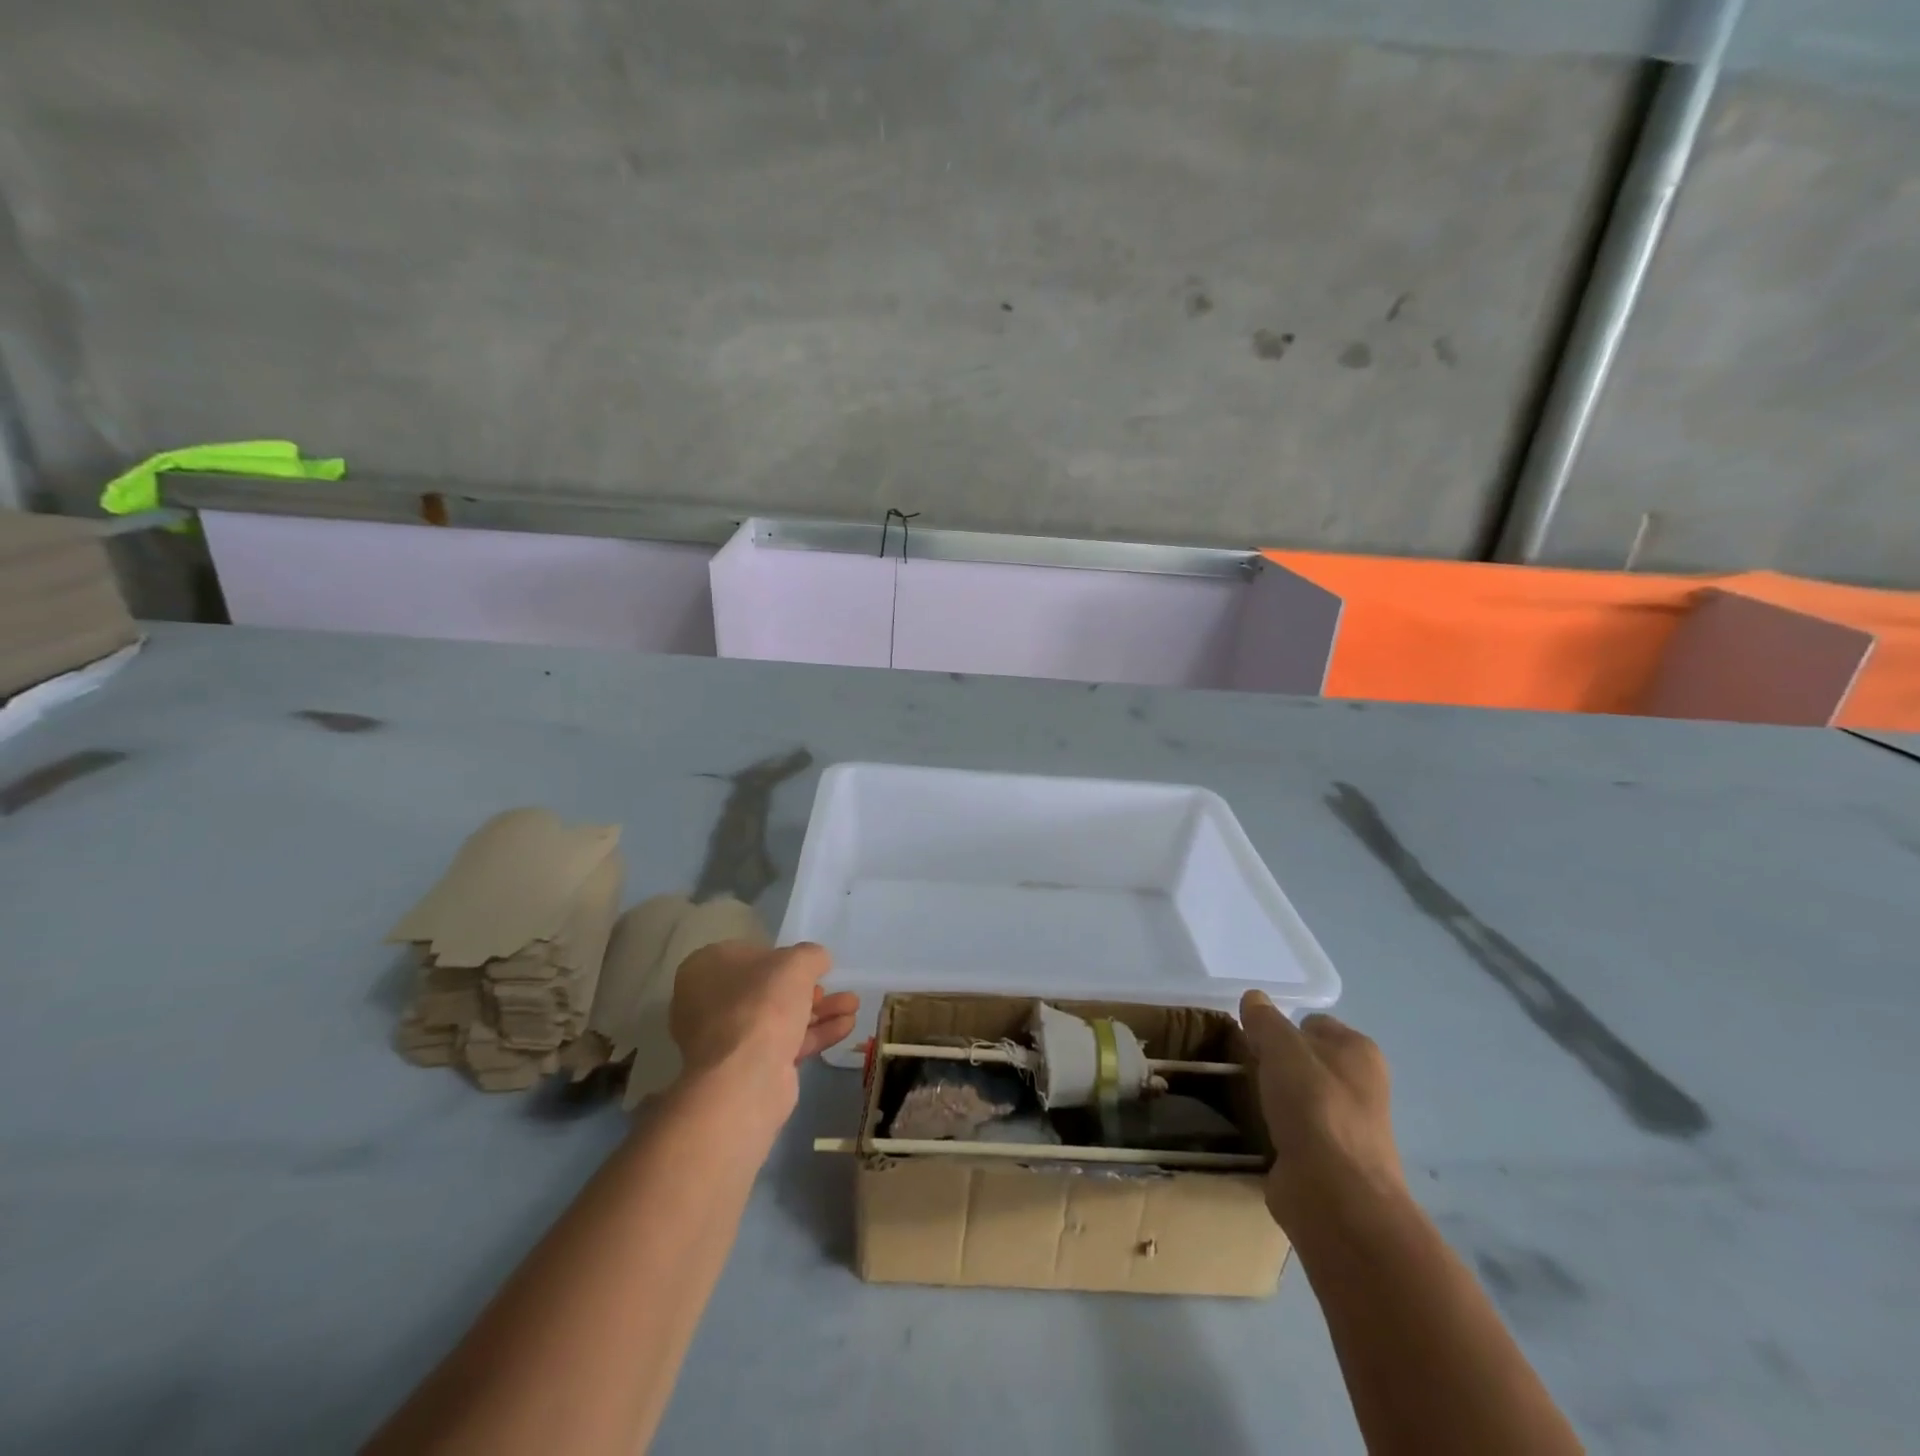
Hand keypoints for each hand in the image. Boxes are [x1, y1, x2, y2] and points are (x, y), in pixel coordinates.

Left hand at [669, 940, 859, 1116]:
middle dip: (809, 990)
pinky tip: (846, 1027)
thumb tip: (817, 961)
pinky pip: (783, 1044)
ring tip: (854, 1007)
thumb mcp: (797, 963)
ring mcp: (725, 1039)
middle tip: (835, 988)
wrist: (745, 1078)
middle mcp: (708, 1002)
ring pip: (779, 1018)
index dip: (785, 959)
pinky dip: (814, 1034)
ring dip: (819, 1011)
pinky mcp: (745, 1069)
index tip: (811, 966)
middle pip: (768, 990)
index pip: (751, 955)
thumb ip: (811, 956)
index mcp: (706, 968)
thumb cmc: (763, 1005)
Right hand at [1240, 992, 1407, 1234]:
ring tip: (1240, 1095)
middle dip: (1274, 1062)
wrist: (1334, 1196)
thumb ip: (1265, 1020)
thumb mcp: (1281, 1047)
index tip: (1251, 1039)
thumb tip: (1254, 997)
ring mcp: (1346, 1126)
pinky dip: (1273, 1129)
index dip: (1280, 1027)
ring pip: (1297, 1096)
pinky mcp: (1327, 1161)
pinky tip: (1251, 1128)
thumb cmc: (1314, 1107)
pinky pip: (1292, 1130)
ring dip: (1271, 1097)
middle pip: (1305, 1060)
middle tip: (1242, 1066)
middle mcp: (1360, 1086)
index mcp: (1359, 1052)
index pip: (1312, 1023)